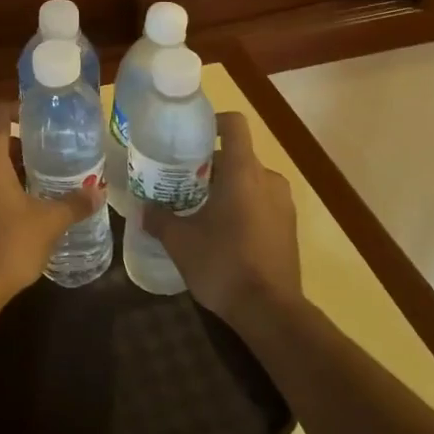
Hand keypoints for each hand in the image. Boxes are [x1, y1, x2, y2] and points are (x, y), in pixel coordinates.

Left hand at [0, 102, 103, 307]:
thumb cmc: (8, 245)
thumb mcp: (49, 222)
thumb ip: (74, 203)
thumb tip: (97, 191)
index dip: (18, 108)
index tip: (40, 117)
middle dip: (19, 143)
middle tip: (49, 153)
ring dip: (7, 166)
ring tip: (39, 179)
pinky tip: (19, 206)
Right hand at [145, 113, 301, 329]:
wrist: (271, 311)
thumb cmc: (223, 264)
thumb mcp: (180, 242)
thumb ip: (159, 219)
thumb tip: (144, 209)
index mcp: (243, 172)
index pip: (234, 124)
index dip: (212, 121)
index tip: (190, 136)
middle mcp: (268, 179)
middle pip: (237, 157)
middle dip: (210, 166)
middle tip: (182, 183)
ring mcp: (283, 204)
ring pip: (250, 182)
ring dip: (227, 189)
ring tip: (200, 211)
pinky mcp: (289, 227)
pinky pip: (262, 203)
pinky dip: (242, 208)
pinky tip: (222, 234)